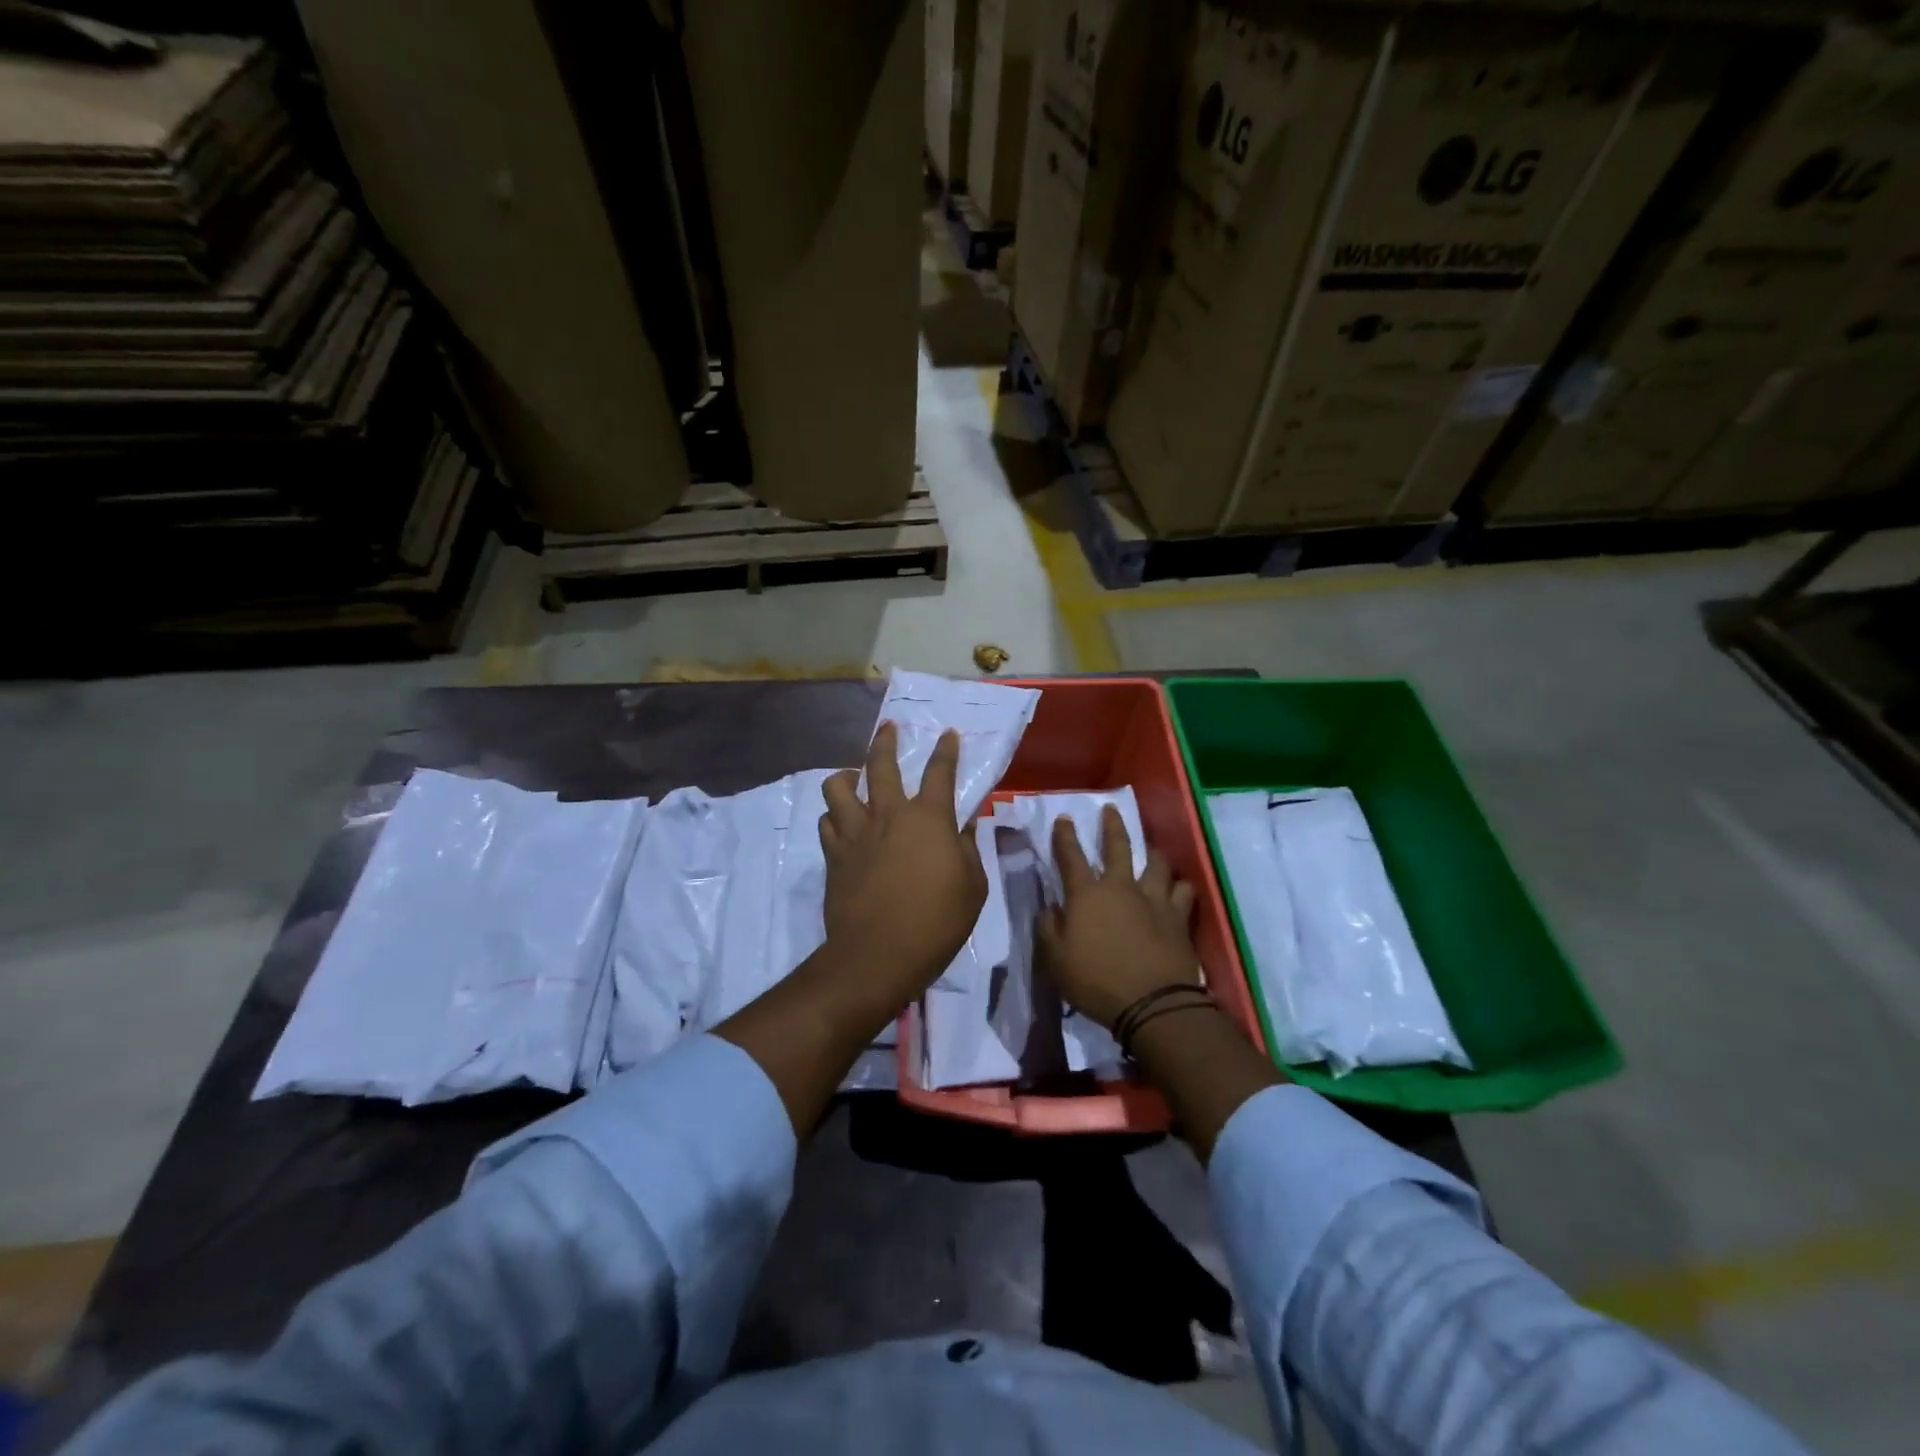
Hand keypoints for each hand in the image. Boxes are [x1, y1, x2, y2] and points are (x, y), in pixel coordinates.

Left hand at [818, 722, 987, 1020]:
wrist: (878, 955)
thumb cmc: (937, 922)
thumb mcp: (973, 888)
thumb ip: (969, 850)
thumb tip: (965, 827)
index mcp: (928, 818)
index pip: (940, 772)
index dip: (946, 750)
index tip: (947, 734)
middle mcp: (888, 815)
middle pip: (881, 765)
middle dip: (886, 741)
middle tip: (888, 729)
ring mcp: (856, 833)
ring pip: (838, 787)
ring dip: (847, 777)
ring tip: (854, 779)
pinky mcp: (834, 855)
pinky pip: (827, 822)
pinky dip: (835, 817)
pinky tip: (842, 823)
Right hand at [1039, 805, 1198, 1028]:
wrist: (1153, 1004)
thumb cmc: (1096, 982)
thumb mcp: (1056, 961)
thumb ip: (1049, 929)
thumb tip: (1050, 908)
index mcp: (1087, 895)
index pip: (1071, 857)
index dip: (1065, 837)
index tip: (1064, 819)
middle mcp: (1121, 887)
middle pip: (1118, 847)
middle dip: (1112, 826)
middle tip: (1111, 810)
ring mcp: (1154, 900)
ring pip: (1157, 863)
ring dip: (1153, 853)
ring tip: (1152, 850)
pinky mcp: (1179, 917)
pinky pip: (1184, 891)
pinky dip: (1180, 886)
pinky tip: (1180, 887)